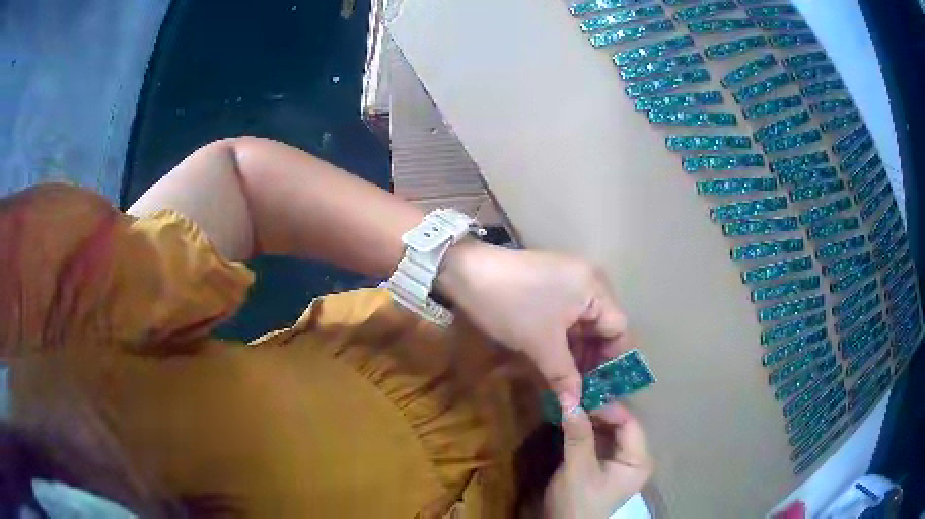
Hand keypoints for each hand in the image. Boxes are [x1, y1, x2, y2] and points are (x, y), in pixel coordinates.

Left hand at [437, 241, 630, 402]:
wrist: (466, 273)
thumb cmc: (511, 305)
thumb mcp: (540, 343)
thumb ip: (564, 377)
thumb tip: (577, 410)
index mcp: (595, 288)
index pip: (618, 329)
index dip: (614, 361)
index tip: (605, 390)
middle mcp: (589, 283)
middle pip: (602, 329)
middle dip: (594, 361)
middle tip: (587, 392)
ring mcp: (568, 284)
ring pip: (583, 327)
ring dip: (577, 355)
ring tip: (571, 386)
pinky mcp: (550, 289)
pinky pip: (567, 321)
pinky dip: (564, 343)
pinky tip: (558, 367)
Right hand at [544, 403, 652, 518]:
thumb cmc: (577, 504)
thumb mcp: (577, 470)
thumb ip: (577, 435)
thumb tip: (569, 397)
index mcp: (638, 459)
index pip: (629, 422)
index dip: (607, 407)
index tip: (581, 396)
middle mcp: (634, 457)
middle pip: (620, 424)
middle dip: (597, 410)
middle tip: (573, 397)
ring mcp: (619, 462)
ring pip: (609, 431)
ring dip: (590, 418)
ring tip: (570, 405)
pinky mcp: (605, 465)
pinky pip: (600, 440)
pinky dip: (586, 430)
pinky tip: (572, 421)